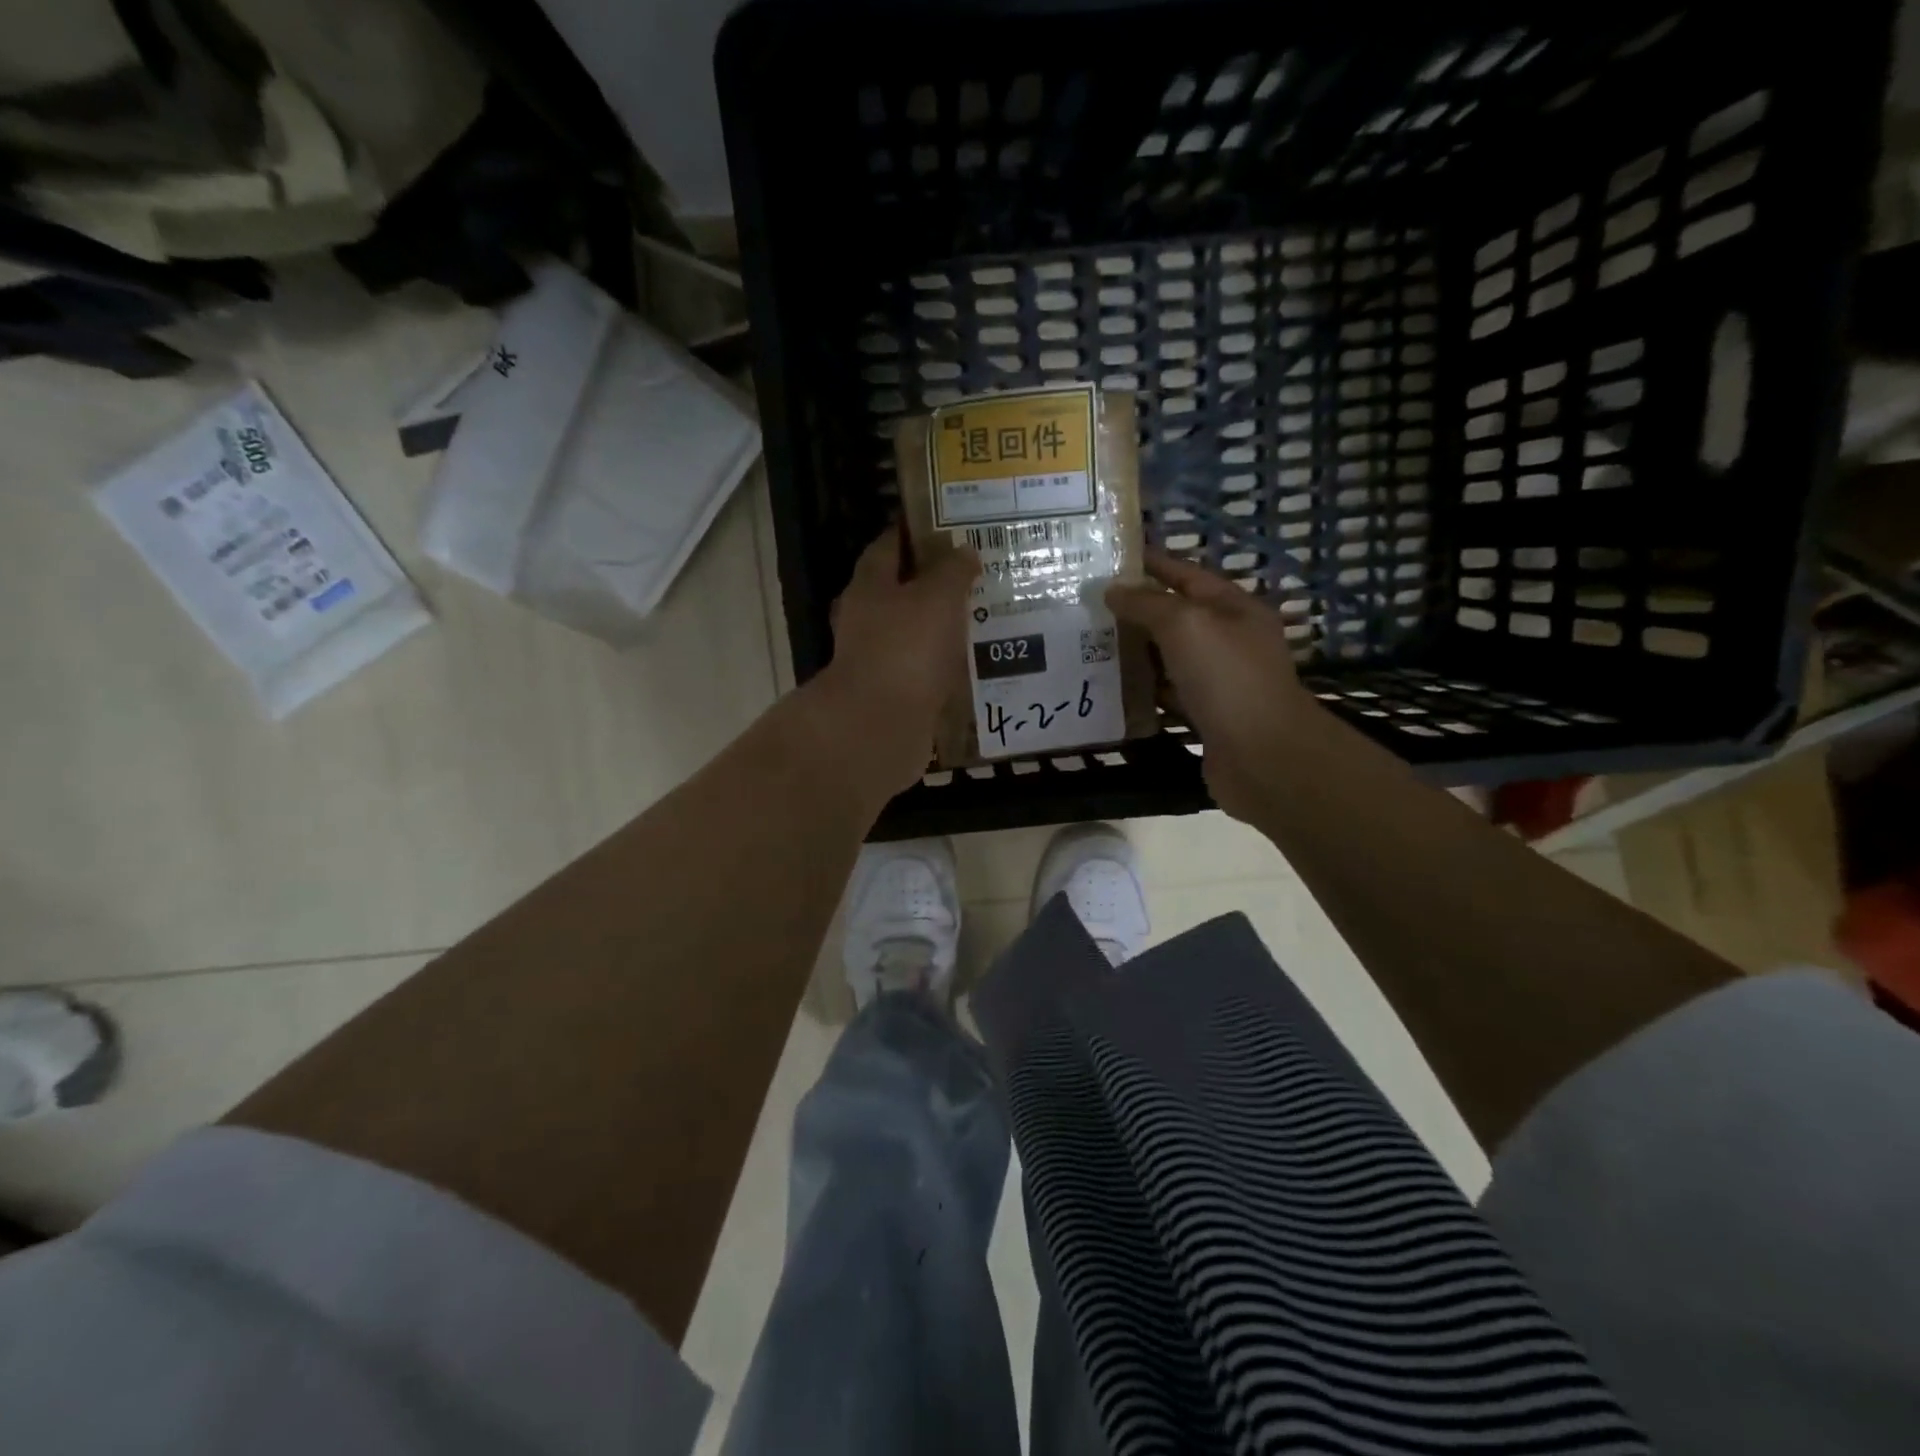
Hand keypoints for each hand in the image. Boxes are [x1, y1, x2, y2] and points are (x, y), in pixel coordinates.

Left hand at [807, 525, 979, 800]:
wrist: (879, 726)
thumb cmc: (907, 648)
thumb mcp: (939, 596)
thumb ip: (953, 571)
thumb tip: (964, 551)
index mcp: (869, 586)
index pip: (887, 547)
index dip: (913, 534)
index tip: (944, 528)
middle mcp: (864, 620)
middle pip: (897, 592)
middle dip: (930, 584)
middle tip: (971, 577)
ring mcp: (874, 659)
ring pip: (910, 633)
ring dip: (937, 627)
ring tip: (979, 620)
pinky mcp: (889, 694)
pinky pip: (919, 670)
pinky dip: (940, 666)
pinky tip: (970, 665)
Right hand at [1107, 550, 1318, 821]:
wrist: (1262, 757)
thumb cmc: (1227, 678)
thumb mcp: (1186, 625)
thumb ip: (1147, 603)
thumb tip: (1113, 590)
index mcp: (1234, 608)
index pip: (1187, 575)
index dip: (1151, 564)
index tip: (1110, 558)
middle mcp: (1229, 640)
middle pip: (1175, 616)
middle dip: (1134, 610)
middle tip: (1085, 605)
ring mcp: (1219, 680)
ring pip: (1168, 657)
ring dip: (1134, 651)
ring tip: (1088, 644)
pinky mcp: (1206, 716)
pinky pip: (1167, 694)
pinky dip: (1142, 690)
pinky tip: (1110, 688)